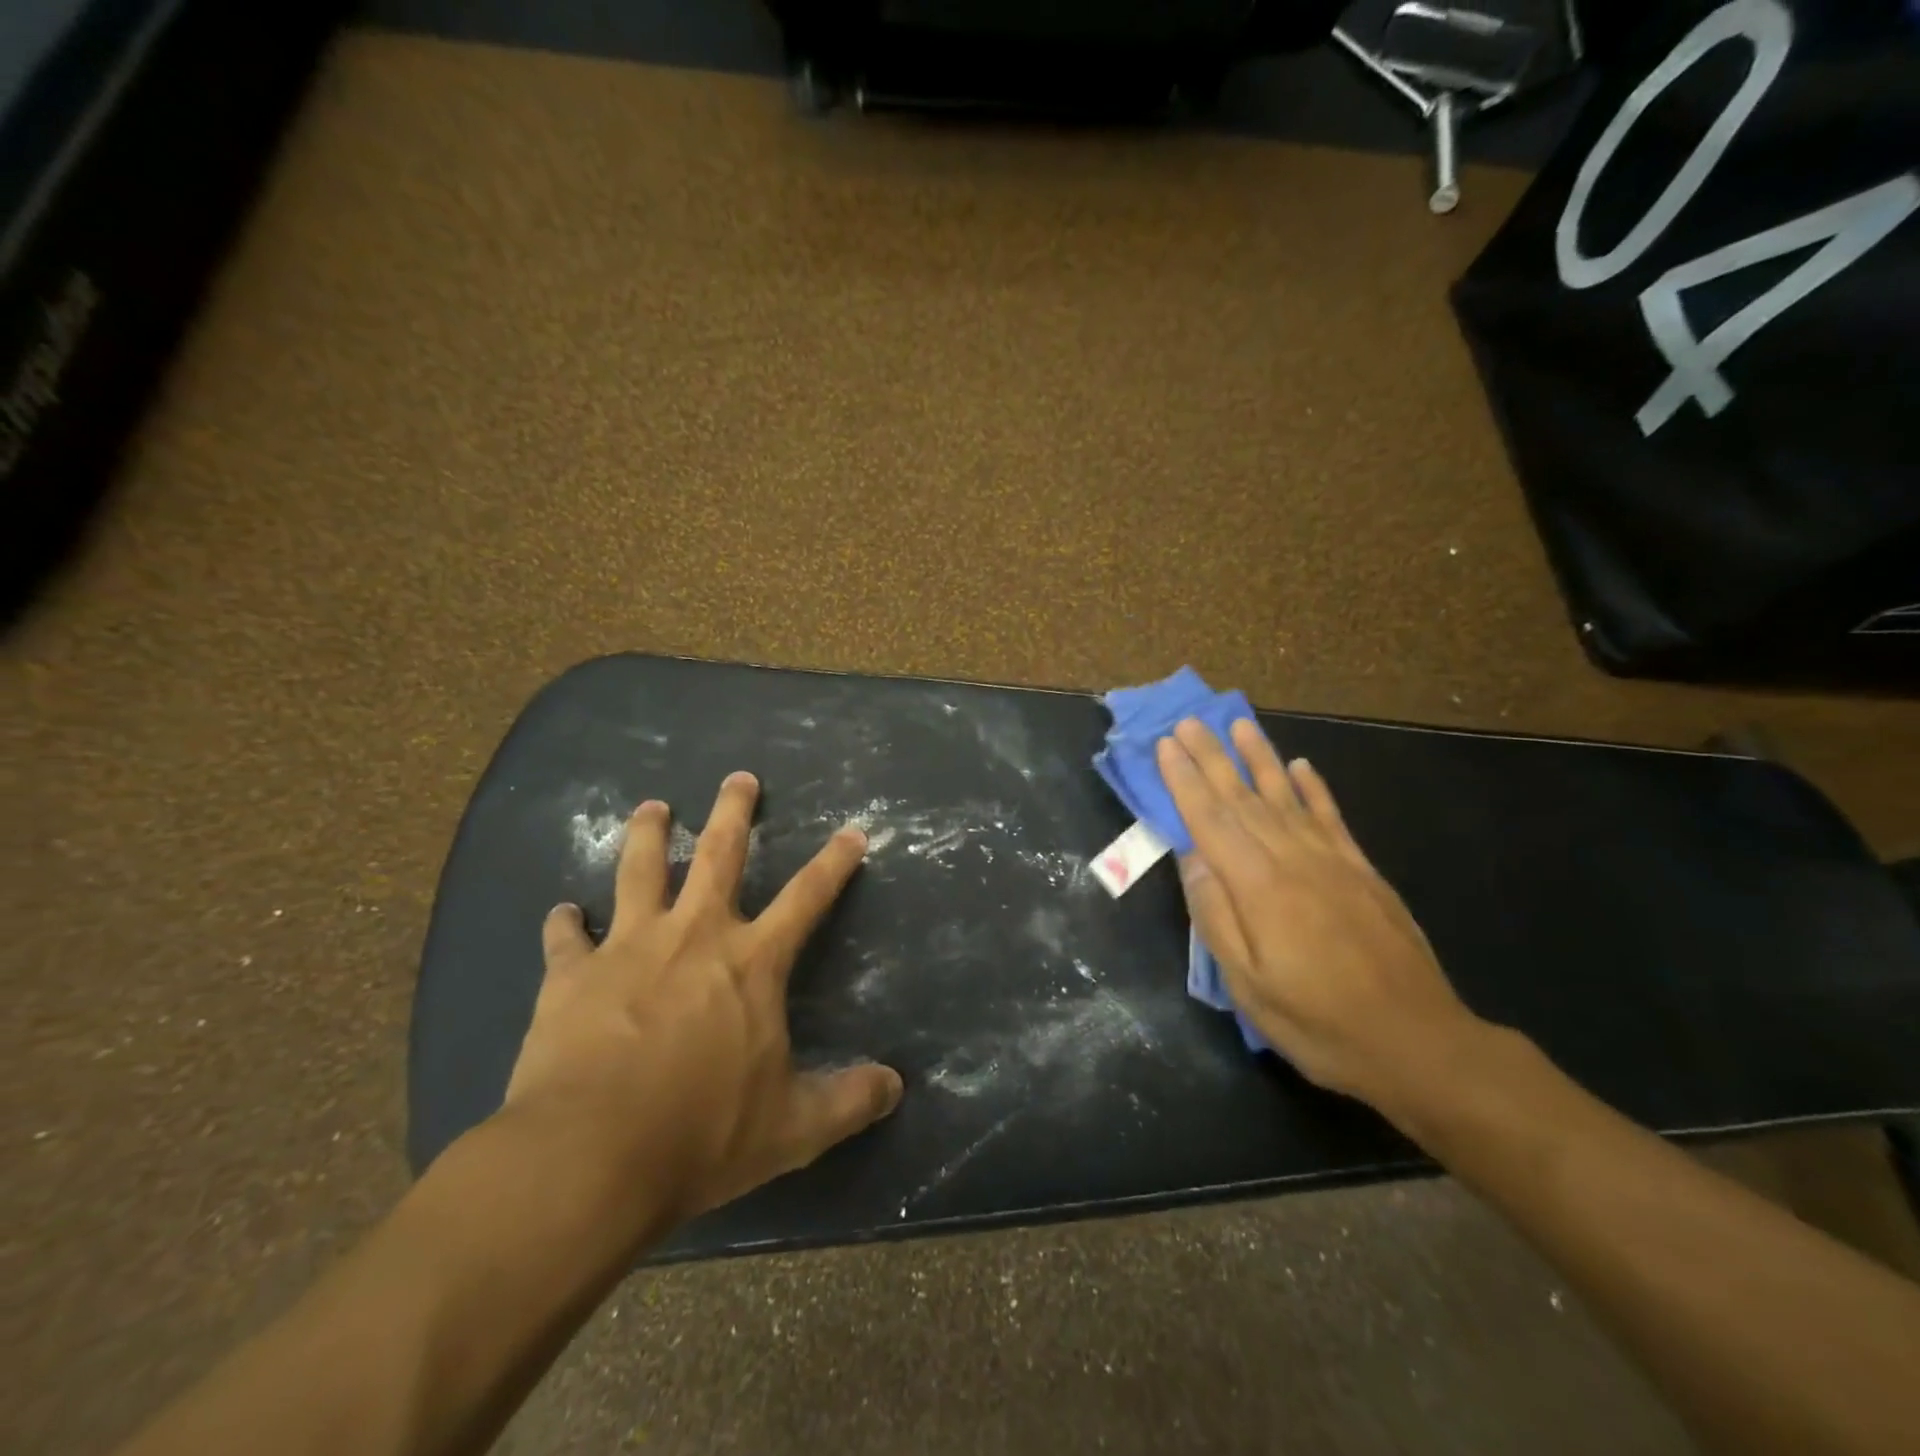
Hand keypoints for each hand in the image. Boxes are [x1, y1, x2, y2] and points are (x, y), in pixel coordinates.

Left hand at [502, 772, 903, 1228]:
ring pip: (639, 870)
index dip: (834, 863)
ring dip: (647, 834)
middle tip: (738, 777)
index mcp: (751, 962)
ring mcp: (628, 947)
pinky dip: (564, 923)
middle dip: (733, 812)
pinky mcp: (571, 975)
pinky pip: (565, 937)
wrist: (589, 1157)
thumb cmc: (701, 1134)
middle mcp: (694, 935)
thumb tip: (896, 1087)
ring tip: (652, 807)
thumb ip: (849, 1101)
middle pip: (718, 855)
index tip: (852, 831)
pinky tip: (561, 912)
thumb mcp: (792, 1128)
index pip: (807, 897)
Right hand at [1157, 719, 1482, 1111]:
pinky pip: (1332, 818)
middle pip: (1243, 798)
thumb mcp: (1248, 985)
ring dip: (1260, 758)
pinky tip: (1301, 767)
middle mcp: (1293, 860)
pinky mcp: (1363, 872)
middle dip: (1212, 757)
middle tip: (1188, 721)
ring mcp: (1333, 861)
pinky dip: (1314, 788)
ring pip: (1287, 797)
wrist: (1419, 1043)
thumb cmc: (1319, 1023)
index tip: (1166, 746)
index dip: (1185, 781)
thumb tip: (1192, 857)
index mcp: (1259, 886)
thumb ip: (1216, 916)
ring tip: (1238, 724)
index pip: (1211, 820)